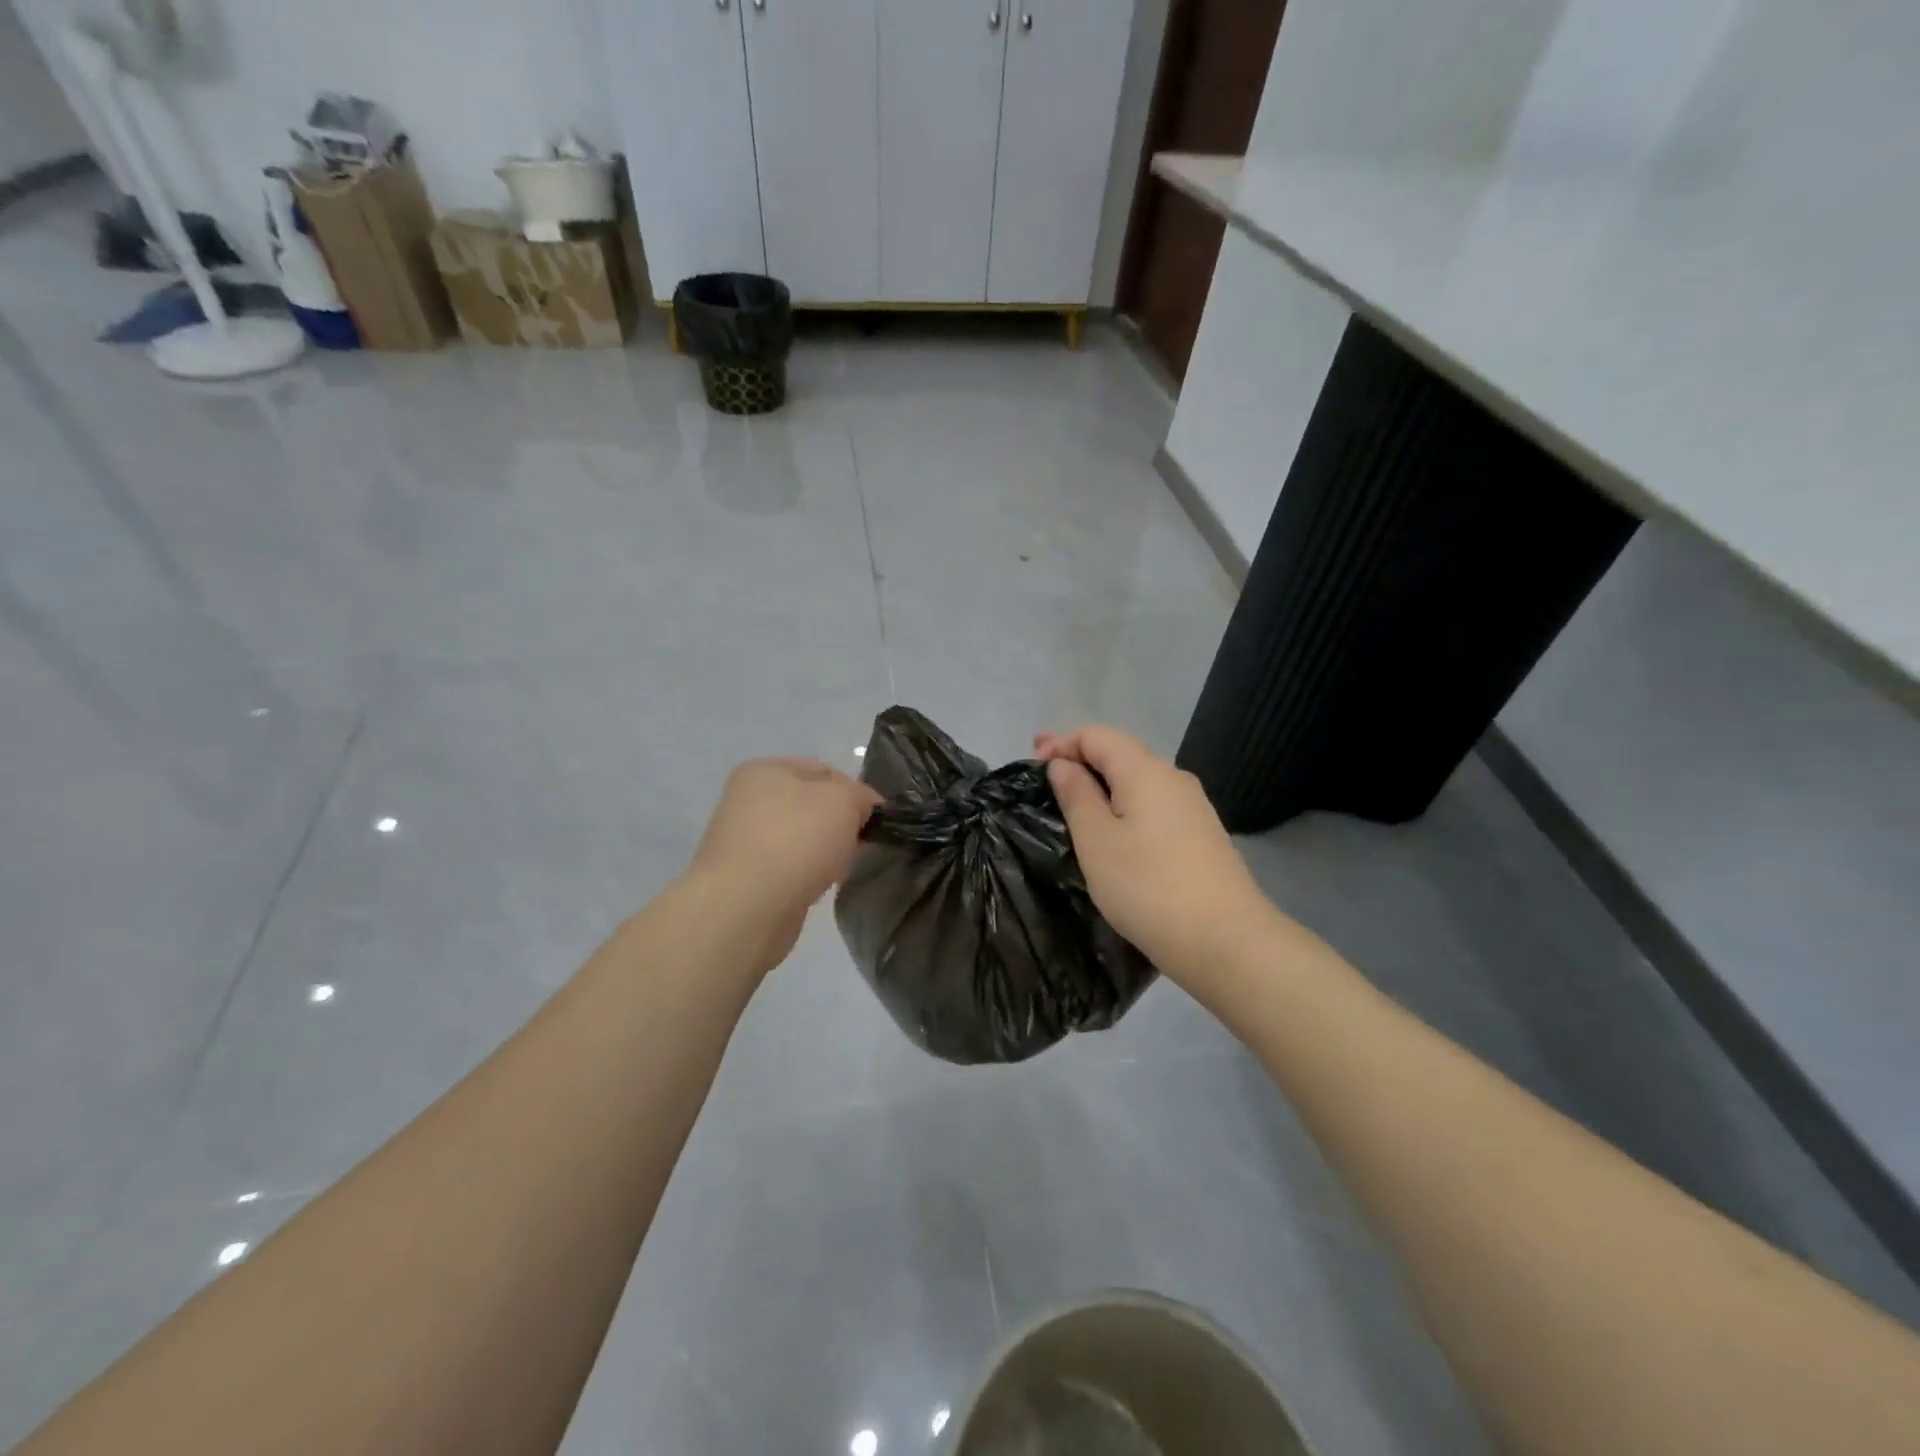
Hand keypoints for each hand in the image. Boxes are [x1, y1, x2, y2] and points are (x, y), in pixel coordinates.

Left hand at [688, 758, 881, 973]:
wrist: (747, 908)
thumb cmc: (796, 839)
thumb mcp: (843, 801)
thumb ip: (860, 796)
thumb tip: (862, 807)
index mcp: (764, 771)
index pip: (824, 770)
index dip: (855, 791)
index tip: (876, 817)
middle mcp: (748, 801)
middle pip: (813, 806)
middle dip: (841, 824)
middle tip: (859, 844)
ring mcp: (745, 842)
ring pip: (804, 840)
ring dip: (827, 852)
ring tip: (839, 869)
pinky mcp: (748, 879)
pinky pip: (792, 869)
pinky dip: (809, 876)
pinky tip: (818, 888)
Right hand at [1035, 727, 1275, 982]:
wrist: (1225, 940)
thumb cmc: (1147, 886)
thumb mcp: (1096, 840)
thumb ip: (1076, 795)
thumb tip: (1063, 765)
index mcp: (1145, 770)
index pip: (1097, 735)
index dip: (1061, 743)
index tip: (1032, 766)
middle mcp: (1173, 777)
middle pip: (1120, 753)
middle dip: (1080, 760)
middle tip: (1044, 778)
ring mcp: (1193, 807)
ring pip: (1138, 781)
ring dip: (1103, 785)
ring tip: (1074, 805)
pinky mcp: (1201, 835)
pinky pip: (1154, 806)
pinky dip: (1125, 806)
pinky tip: (1114, 831)